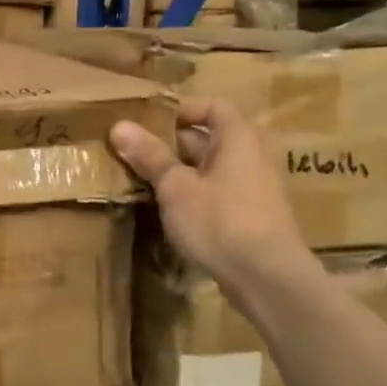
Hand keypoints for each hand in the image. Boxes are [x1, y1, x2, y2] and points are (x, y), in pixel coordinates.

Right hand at [110, 98, 316, 305]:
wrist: (267, 278)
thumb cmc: (220, 220)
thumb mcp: (176, 187)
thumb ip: (150, 156)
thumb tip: (119, 126)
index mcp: (238, 138)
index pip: (213, 107)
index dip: (182, 109)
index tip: (149, 121)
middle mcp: (252, 157)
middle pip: (209, 139)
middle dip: (172, 144)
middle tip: (135, 153)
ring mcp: (256, 189)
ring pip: (211, 170)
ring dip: (181, 173)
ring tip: (144, 182)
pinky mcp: (253, 218)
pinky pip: (219, 194)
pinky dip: (195, 196)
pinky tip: (170, 212)